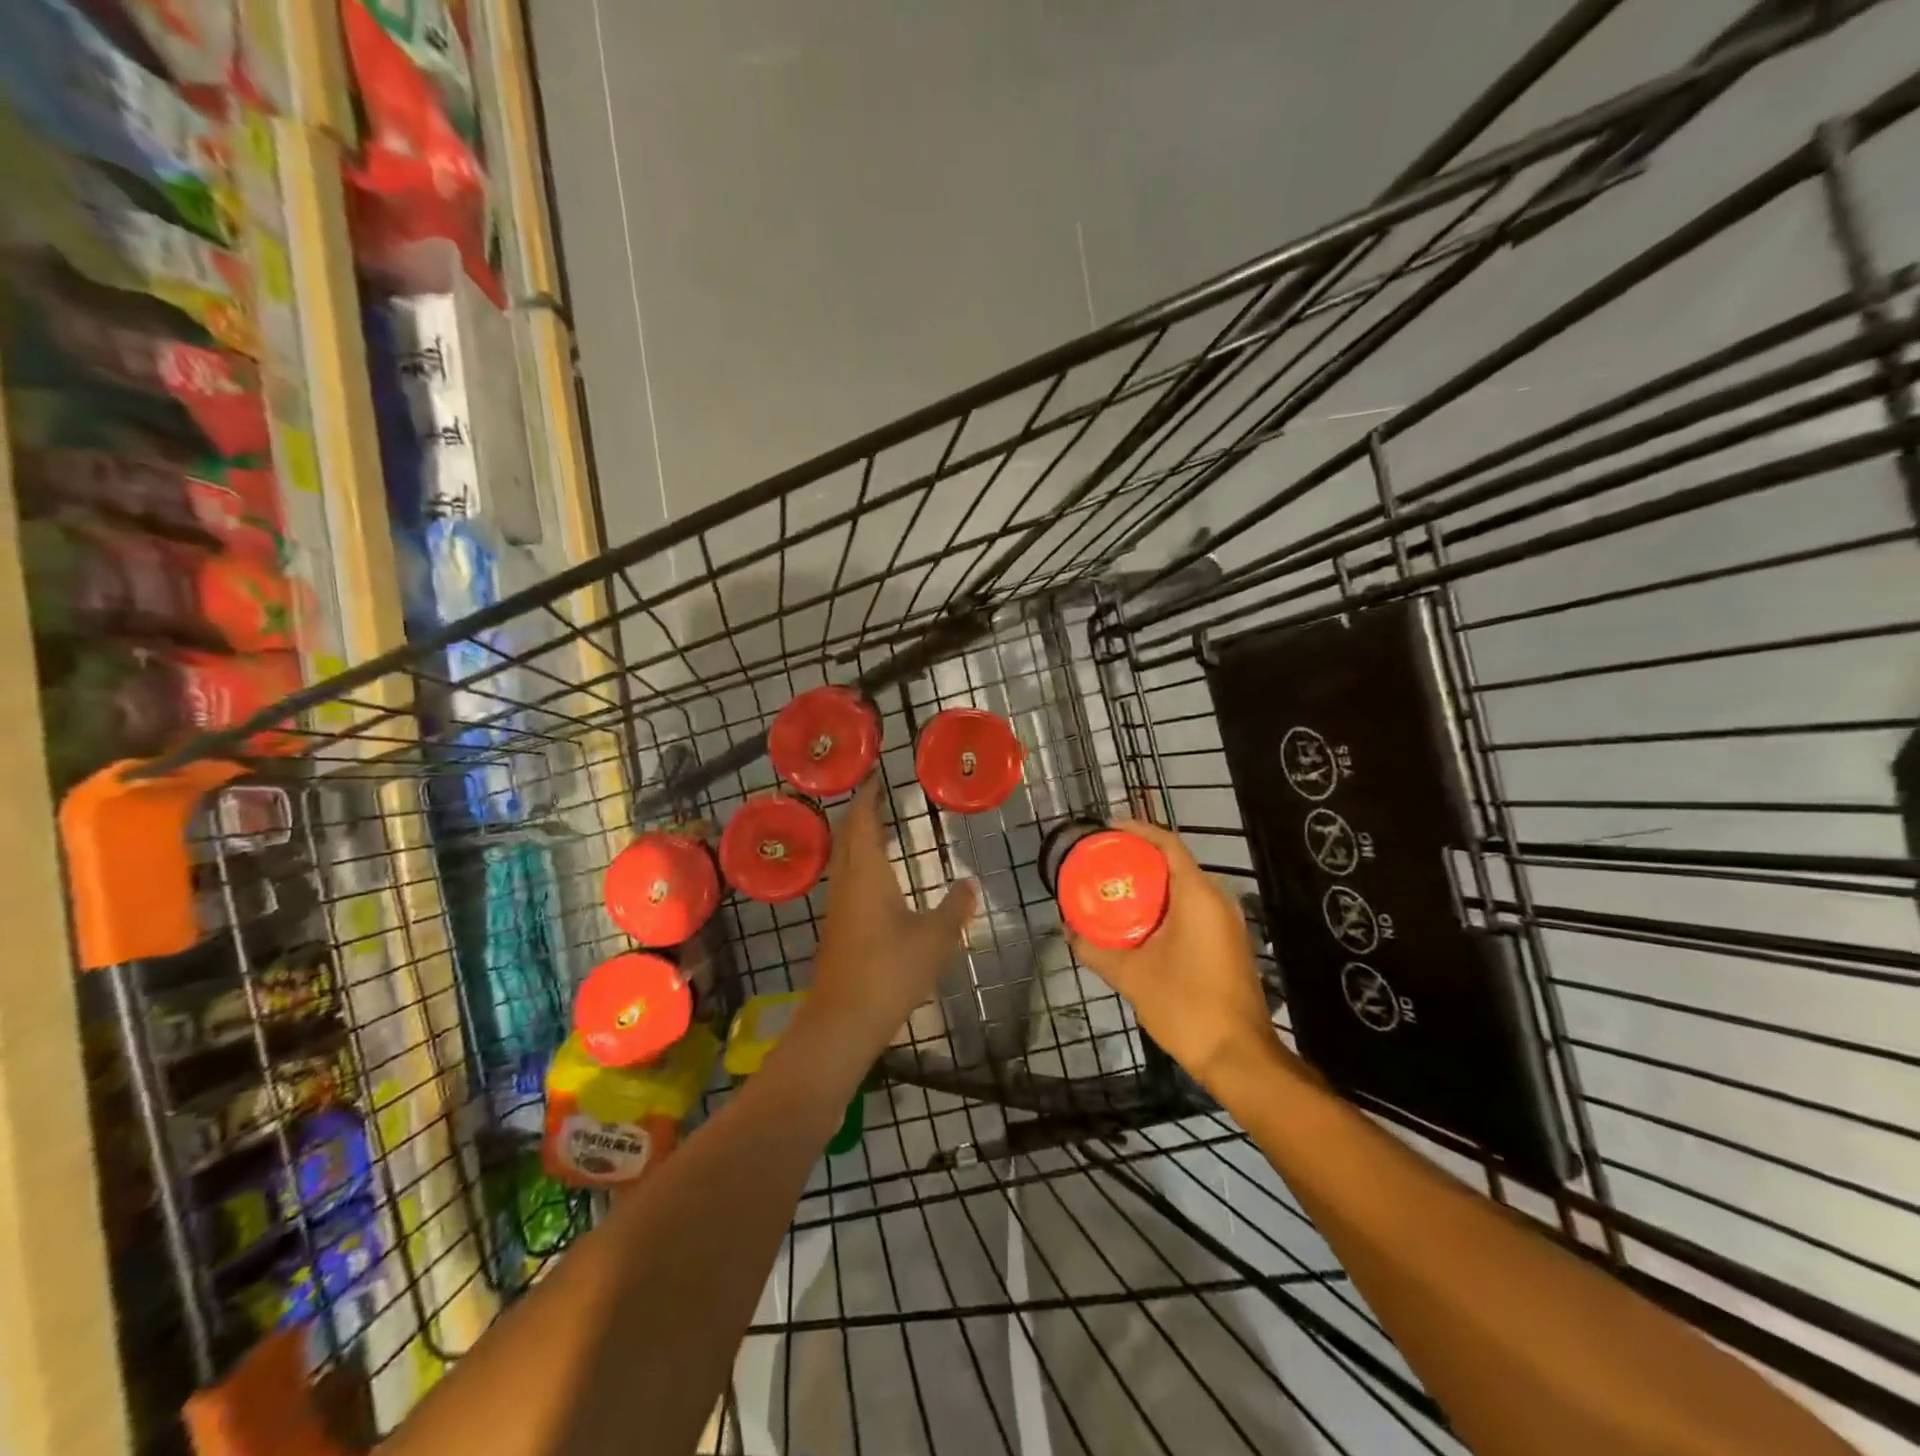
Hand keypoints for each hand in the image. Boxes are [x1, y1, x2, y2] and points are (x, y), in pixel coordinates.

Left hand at [809, 781, 977, 1046]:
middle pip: (847, 834)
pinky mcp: (836, 927)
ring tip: (879, 826)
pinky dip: (857, 861)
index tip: (878, 776)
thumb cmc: (891, 970)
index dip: (869, 796)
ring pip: (843, 857)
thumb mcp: (935, 938)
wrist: (844, 1019)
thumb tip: (970, 884)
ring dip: (857, 836)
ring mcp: (837, 905)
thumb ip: (955, 907)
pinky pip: (845, 877)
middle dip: (860, 811)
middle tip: (879, 794)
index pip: (864, 821)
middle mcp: (847, 881)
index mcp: (867, 873)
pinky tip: (874, 875)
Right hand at [1067, 819, 1275, 1090]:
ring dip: (1151, 883)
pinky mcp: (1227, 942)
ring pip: (1184, 886)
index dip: (1137, 829)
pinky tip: (1139, 921)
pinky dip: (1165, 904)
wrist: (1238, 1056)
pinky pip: (1193, 907)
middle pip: (1175, 862)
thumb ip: (1096, 950)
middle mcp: (1217, 900)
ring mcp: (1226, 922)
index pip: (1168, 843)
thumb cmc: (1186, 1007)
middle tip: (1102, 861)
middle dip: (1138, 857)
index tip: (1106, 828)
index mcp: (1197, 896)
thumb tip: (1067, 931)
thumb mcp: (1132, 976)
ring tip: (1114, 888)